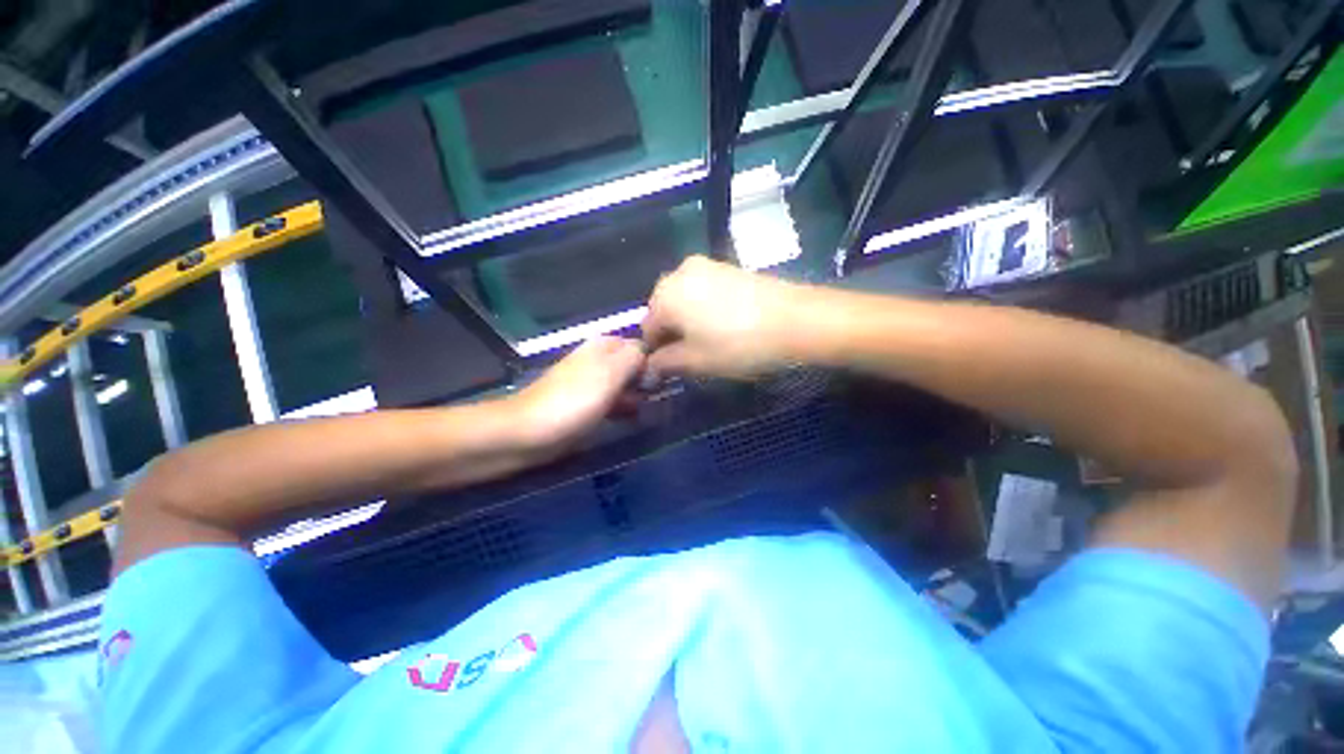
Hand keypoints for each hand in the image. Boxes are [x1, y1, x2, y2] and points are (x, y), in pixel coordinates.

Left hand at [510, 336, 645, 452]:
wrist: (528, 433)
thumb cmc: (574, 401)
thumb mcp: (611, 373)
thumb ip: (635, 357)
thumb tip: (652, 355)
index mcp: (604, 345)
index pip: (641, 344)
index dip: (654, 361)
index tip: (661, 382)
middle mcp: (598, 358)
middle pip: (633, 364)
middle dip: (645, 380)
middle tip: (652, 398)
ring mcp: (591, 382)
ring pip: (625, 383)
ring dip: (636, 395)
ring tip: (643, 411)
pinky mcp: (585, 402)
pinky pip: (612, 400)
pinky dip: (623, 407)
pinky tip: (629, 419)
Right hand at [642, 256, 799, 378]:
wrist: (796, 320)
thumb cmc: (738, 345)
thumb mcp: (697, 361)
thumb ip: (665, 363)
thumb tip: (649, 367)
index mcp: (665, 296)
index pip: (647, 329)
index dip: (655, 352)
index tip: (669, 369)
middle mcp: (678, 273)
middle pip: (663, 310)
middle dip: (672, 333)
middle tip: (691, 356)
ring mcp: (705, 265)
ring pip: (683, 300)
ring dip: (687, 321)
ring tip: (709, 341)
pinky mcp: (727, 266)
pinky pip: (702, 290)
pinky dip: (704, 308)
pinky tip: (724, 324)